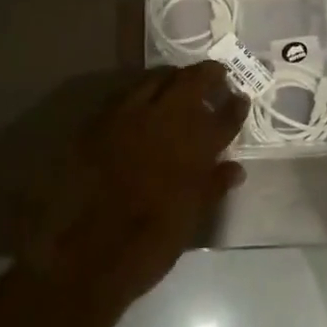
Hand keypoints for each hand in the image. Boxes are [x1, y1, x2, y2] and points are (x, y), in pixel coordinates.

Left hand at [23, 62, 247, 305]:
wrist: (87, 252)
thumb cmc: (149, 243)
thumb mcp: (191, 220)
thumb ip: (214, 187)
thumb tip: (235, 169)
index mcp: (198, 147)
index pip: (226, 116)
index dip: (236, 105)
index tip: (240, 98)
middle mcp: (169, 120)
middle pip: (194, 82)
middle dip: (209, 74)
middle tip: (217, 73)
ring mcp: (134, 114)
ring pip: (160, 78)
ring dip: (176, 77)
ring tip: (182, 80)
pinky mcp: (103, 117)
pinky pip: (129, 91)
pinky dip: (144, 89)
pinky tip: (146, 96)